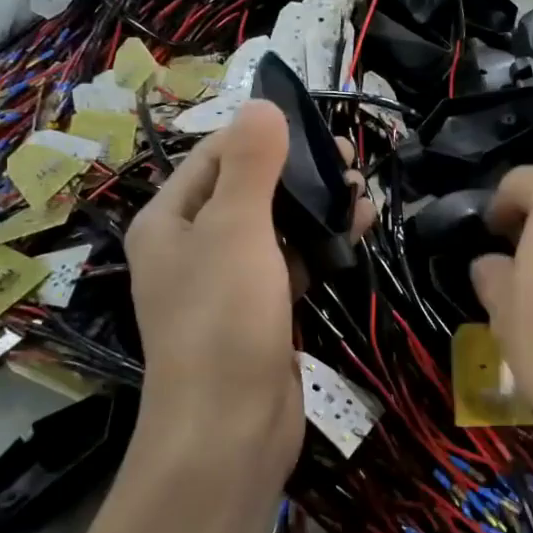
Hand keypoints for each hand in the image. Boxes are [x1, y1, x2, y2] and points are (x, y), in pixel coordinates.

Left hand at [124, 101, 369, 485]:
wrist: (229, 429)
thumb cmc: (224, 318)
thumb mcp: (236, 229)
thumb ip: (252, 164)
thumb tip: (263, 102)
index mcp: (169, 220)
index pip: (215, 156)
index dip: (264, 136)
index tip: (317, 128)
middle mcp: (192, 246)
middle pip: (248, 190)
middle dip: (299, 172)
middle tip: (350, 161)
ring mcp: (227, 283)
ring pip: (275, 227)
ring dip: (316, 207)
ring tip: (364, 194)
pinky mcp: (260, 311)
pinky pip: (291, 263)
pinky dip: (320, 245)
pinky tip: (359, 231)